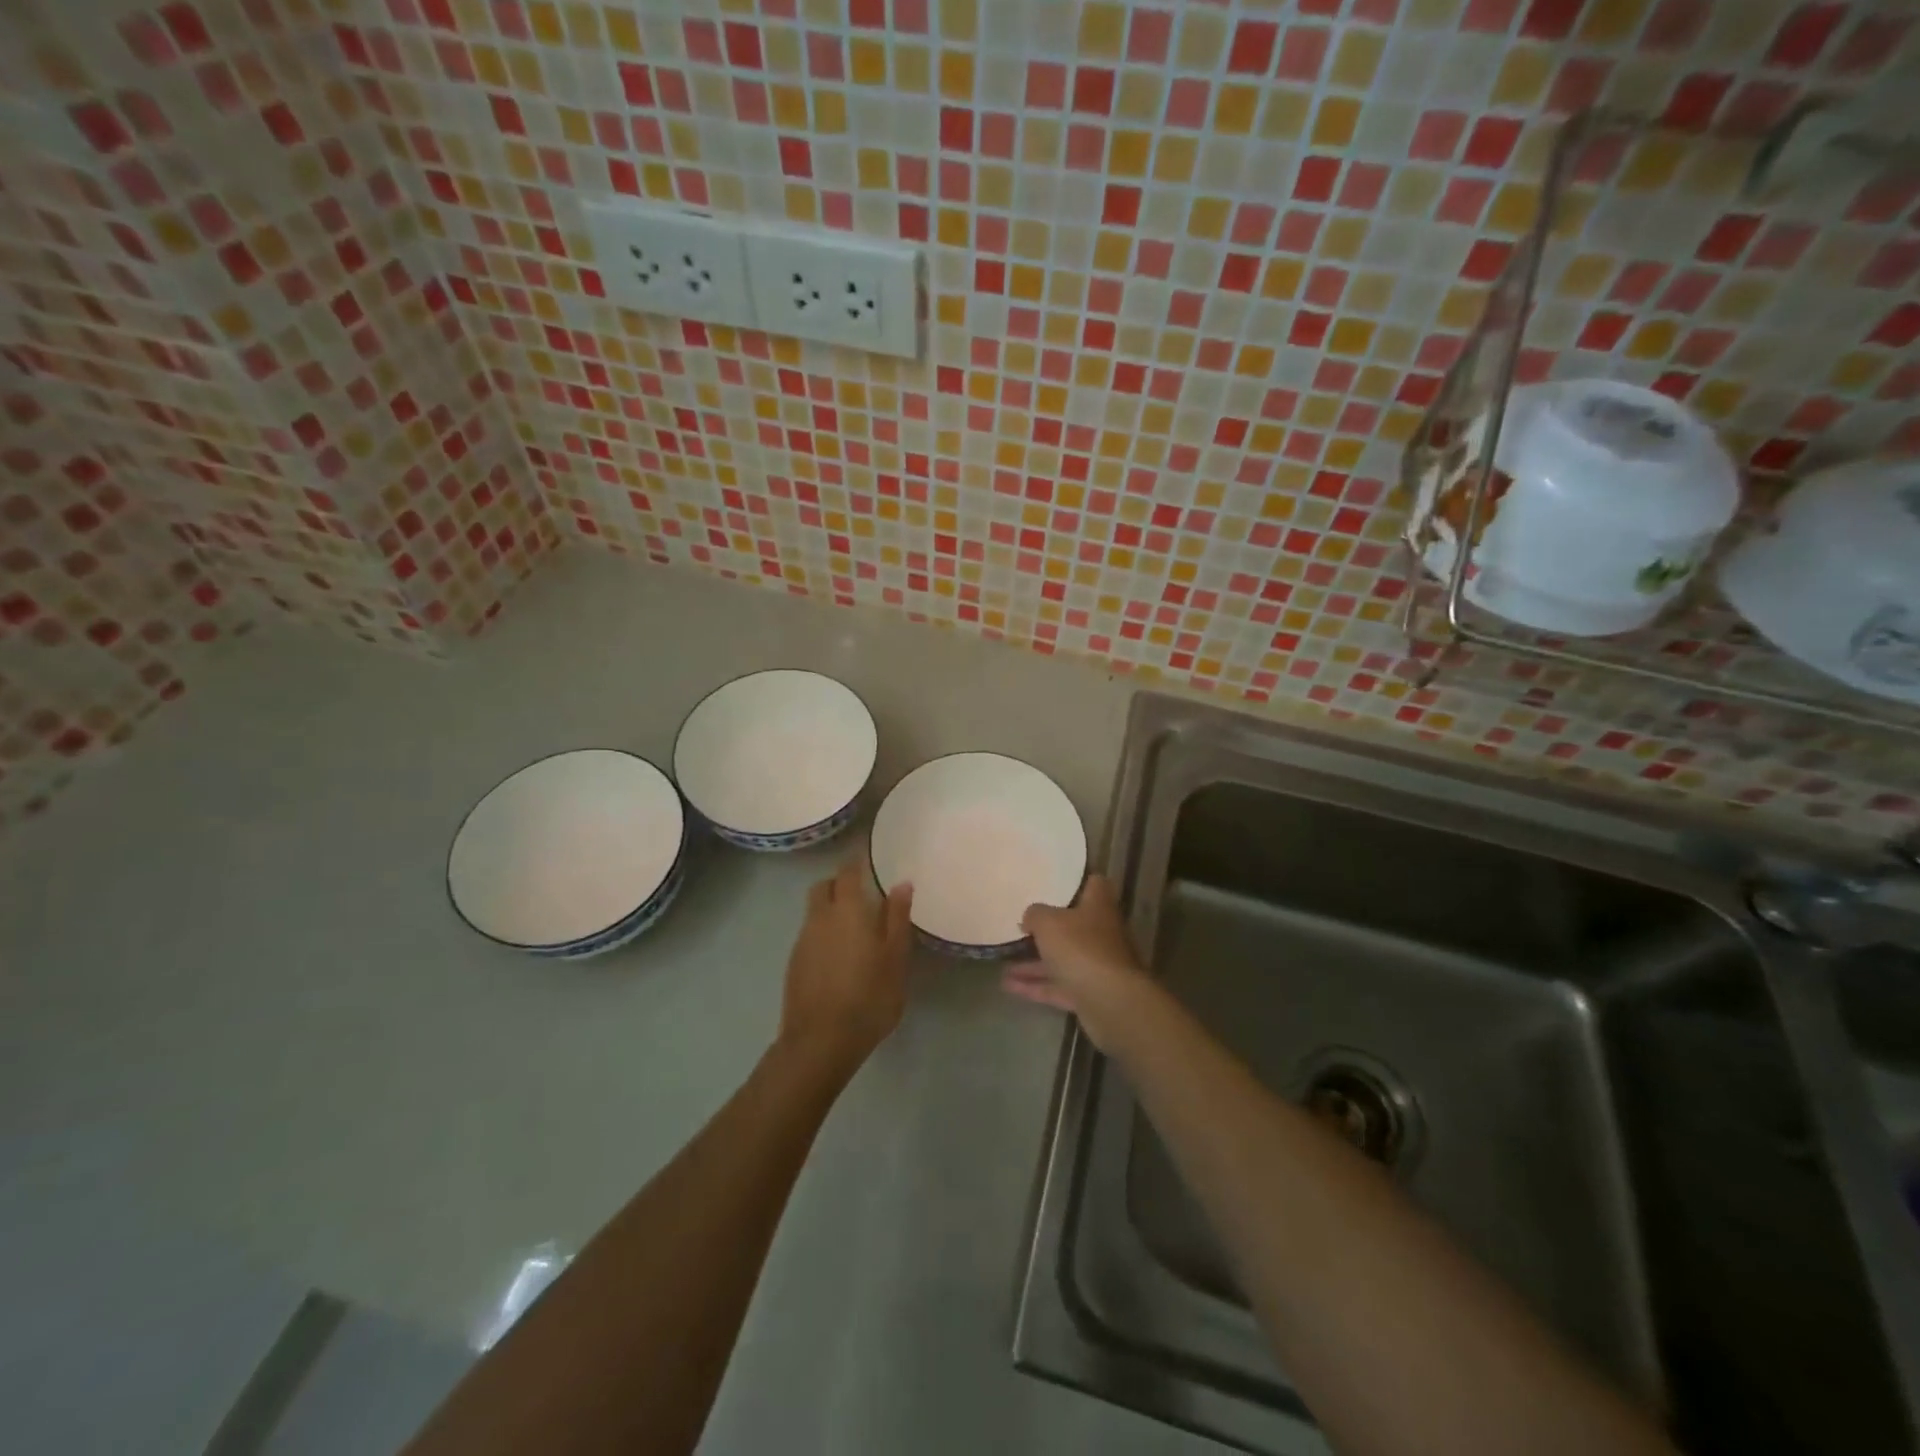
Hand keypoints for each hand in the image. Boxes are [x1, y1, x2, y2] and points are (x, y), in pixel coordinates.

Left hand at [779, 862, 914, 1076]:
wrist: (820, 1041)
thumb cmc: (868, 997)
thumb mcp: (895, 958)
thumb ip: (897, 918)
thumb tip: (901, 883)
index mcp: (846, 910)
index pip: (847, 872)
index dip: (856, 861)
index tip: (867, 857)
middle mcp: (819, 918)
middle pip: (823, 887)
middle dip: (839, 883)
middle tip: (862, 894)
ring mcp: (802, 941)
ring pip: (814, 912)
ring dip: (830, 910)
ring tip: (854, 930)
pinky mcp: (793, 964)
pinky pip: (809, 935)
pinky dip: (823, 935)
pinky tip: (839, 957)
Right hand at [1003, 875, 1149, 1050]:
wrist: (1110, 1002)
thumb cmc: (1081, 948)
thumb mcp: (1048, 922)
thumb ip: (1035, 914)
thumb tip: (1030, 917)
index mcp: (1098, 907)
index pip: (1095, 885)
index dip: (1079, 881)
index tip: (1057, 882)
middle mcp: (1101, 934)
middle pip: (1075, 925)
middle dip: (1049, 928)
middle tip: (1022, 925)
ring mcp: (1096, 966)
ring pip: (1062, 959)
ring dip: (1034, 963)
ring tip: (1003, 962)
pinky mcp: (1089, 994)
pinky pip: (1058, 986)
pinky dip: (1036, 986)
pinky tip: (1008, 986)